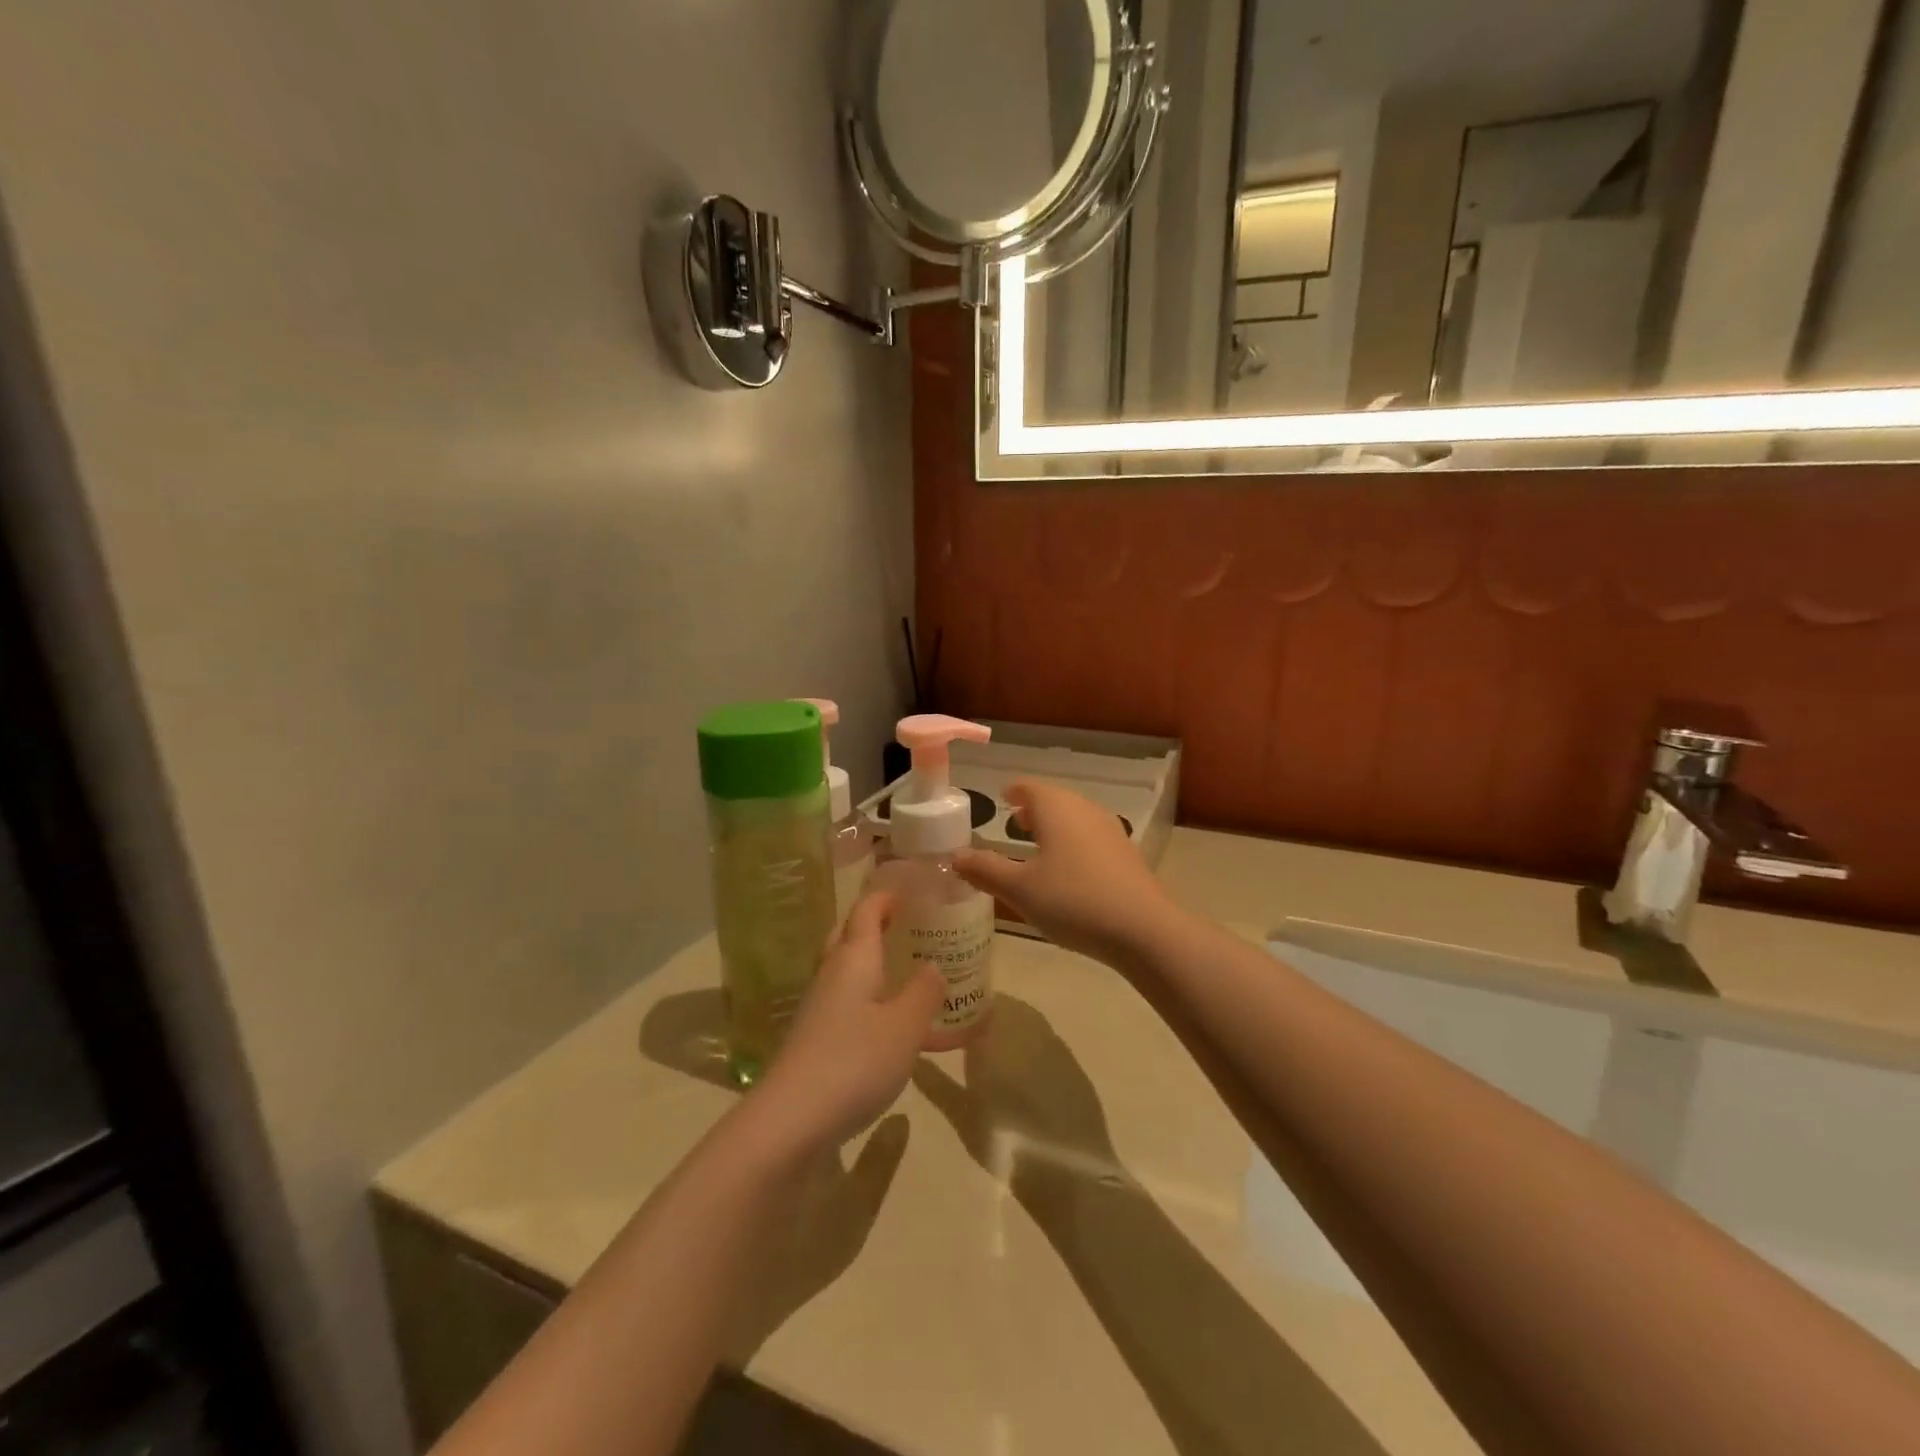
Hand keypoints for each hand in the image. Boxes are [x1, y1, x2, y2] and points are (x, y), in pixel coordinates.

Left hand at [752, 893, 943, 1154]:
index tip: (909, 890)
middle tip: (908, 926)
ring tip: (908, 973)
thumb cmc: (854, 1061)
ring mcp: (819, 1010)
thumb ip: (924, 992)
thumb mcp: (905, 1026)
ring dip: (873, 965)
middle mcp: (832, 976)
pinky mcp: (815, 1042)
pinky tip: (892, 1026)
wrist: (790, 1121)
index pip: (866, 911)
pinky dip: (871, 1002)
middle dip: (874, 925)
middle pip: (849, 936)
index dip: (885, 897)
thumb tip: (934, 965)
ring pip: (848, 973)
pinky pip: (848, 1006)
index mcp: (853, 959)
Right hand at [912, 997, 1115, 1197]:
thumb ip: (935, 1082)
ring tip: (992, 1055)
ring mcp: (1054, 1042)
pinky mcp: (1073, 1062)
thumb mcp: (961, 1114)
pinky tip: (1023, 1073)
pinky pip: (1046, 1041)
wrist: (1067, 1171)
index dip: (961, 1007)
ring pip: (1027, 1020)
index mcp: (996, 1032)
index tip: (946, 1020)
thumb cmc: (1005, 1141)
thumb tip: (914, 1060)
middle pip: (1003, 1007)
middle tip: (965, 1038)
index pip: (977, 1000)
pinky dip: (1031, 1047)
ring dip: (1009, 1029)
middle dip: (984, 1017)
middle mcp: (1027, 1027)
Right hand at [954, 782, 1178, 964]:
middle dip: (1033, 808)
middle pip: (1055, 799)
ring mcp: (1110, 830)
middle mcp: (1084, 810)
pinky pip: (1091, 836)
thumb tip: (955, 856)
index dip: (1013, 790)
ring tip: (1037, 844)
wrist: (1142, 929)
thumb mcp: (1019, 889)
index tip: (1002, 796)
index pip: (1030, 787)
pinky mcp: (1126, 854)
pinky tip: (1068, 869)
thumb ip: (985, 870)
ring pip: (1075, 817)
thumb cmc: (1072, 901)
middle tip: (1014, 820)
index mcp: (1056, 808)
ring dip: (1054, 825)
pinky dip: (1073, 842)